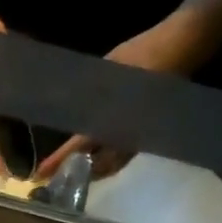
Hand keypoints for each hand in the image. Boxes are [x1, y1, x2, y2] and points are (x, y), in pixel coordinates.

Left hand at [29, 21, 205, 182]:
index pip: (79, 146)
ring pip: (112, 163)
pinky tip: (96, 153)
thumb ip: (88, 93)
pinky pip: (124, 154)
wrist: (181, 47)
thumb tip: (67, 108)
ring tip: (73, 168)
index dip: (59, 160)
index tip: (40, 173)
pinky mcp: (148, 132)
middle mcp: (127, 136)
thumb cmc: (142, 55)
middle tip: (54, 176)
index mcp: (113, 121)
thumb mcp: (106, 70)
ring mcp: (140, 136)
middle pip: (98, 166)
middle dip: (76, 172)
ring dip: (92, 168)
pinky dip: (107, 158)